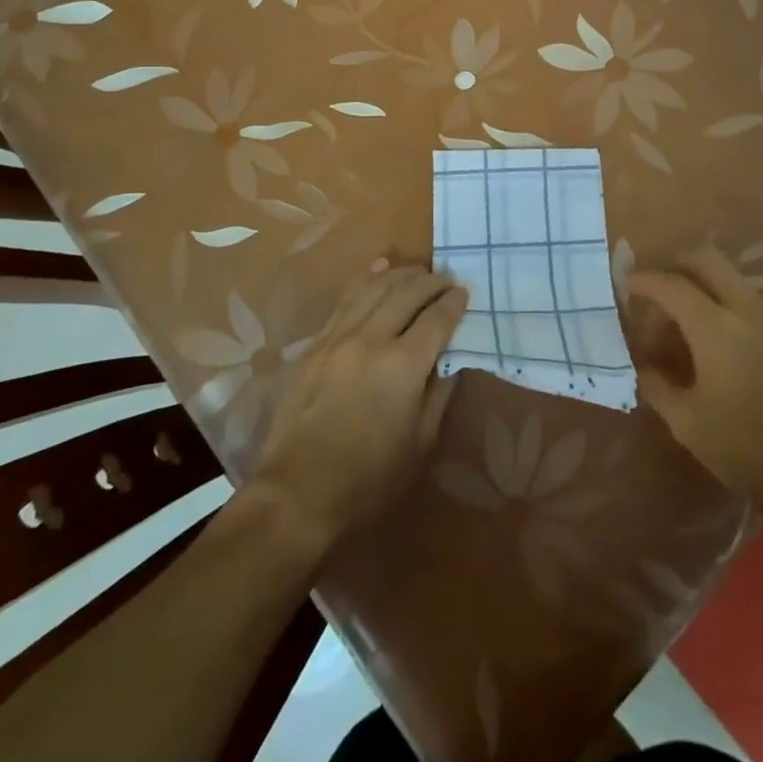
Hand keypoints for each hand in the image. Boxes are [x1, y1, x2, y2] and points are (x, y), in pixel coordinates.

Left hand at [252, 262, 466, 551]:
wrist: (297, 494)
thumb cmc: (368, 480)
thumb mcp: (419, 445)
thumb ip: (438, 394)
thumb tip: (451, 360)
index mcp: (403, 366)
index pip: (436, 319)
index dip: (454, 303)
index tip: (465, 292)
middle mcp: (372, 338)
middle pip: (407, 293)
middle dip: (432, 282)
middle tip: (447, 279)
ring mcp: (339, 336)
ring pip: (375, 287)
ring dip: (401, 274)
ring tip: (419, 271)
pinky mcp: (317, 343)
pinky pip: (346, 298)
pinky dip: (367, 278)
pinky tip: (379, 267)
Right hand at [625, 245, 762, 500]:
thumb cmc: (745, 447)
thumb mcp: (687, 423)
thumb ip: (657, 386)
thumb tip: (642, 366)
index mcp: (715, 328)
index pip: (671, 285)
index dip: (644, 280)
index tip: (627, 286)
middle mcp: (745, 312)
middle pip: (707, 260)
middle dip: (676, 264)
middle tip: (658, 288)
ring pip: (731, 280)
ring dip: (702, 285)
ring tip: (684, 321)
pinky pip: (749, 304)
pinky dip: (725, 306)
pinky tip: (717, 343)